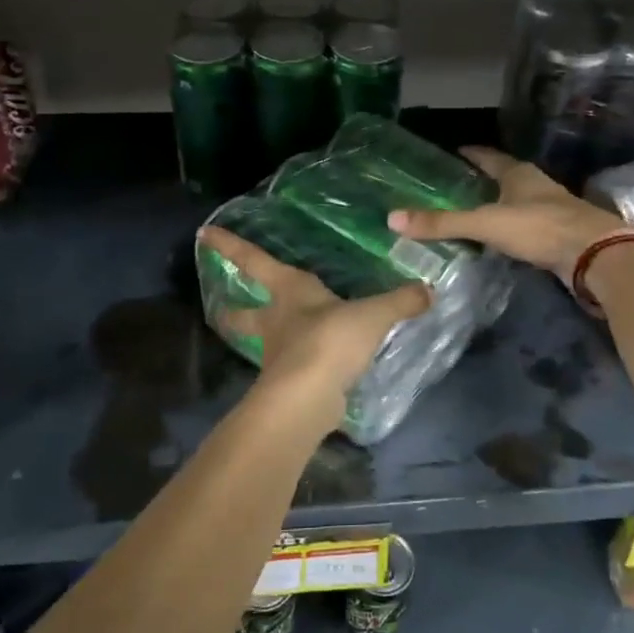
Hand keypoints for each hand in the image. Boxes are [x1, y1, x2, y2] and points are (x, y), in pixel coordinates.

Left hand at [198, 226, 431, 399]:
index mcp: (289, 291)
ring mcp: (278, 355)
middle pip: (245, 312)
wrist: (308, 398)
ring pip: (264, 342)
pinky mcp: (289, 384)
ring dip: (267, 339)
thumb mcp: (373, 315)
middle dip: (233, 309)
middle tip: (222, 307)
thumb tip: (429, 290)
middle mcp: (277, 320)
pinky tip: (316, 368)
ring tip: (280, 339)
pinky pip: (293, 367)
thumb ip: (400, 302)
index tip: (204, 234)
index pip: (255, 261)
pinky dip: (298, 365)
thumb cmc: (330, 340)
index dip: (231, 246)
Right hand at [387, 146, 630, 279]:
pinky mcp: (557, 233)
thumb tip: (393, 219)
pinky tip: (497, 239)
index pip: (489, 156)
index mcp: (518, 174)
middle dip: (482, 179)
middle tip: (454, 184)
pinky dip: (508, 228)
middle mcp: (535, 185)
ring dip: (497, 204)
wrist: (595, 255)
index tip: (453, 151)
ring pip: (516, 201)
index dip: (471, 154)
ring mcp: (550, 209)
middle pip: (504, 177)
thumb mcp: (486, 224)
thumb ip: (443, 223)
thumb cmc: (540, 228)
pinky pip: (525, 225)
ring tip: (471, 211)